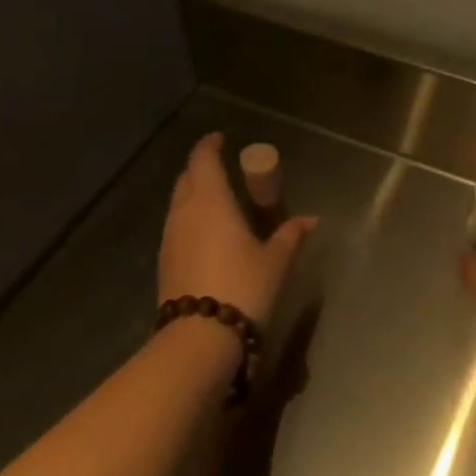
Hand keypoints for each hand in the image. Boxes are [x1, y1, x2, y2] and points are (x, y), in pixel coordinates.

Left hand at [158, 132, 315, 325]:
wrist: (200, 336)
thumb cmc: (243, 287)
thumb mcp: (275, 261)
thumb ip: (290, 236)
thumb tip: (311, 220)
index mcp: (210, 200)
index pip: (203, 160)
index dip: (209, 146)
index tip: (219, 139)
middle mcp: (184, 211)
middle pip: (186, 178)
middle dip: (201, 168)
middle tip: (219, 167)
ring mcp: (169, 237)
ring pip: (178, 203)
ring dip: (193, 194)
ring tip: (215, 200)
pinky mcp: (164, 261)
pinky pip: (176, 226)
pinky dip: (189, 219)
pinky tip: (205, 233)